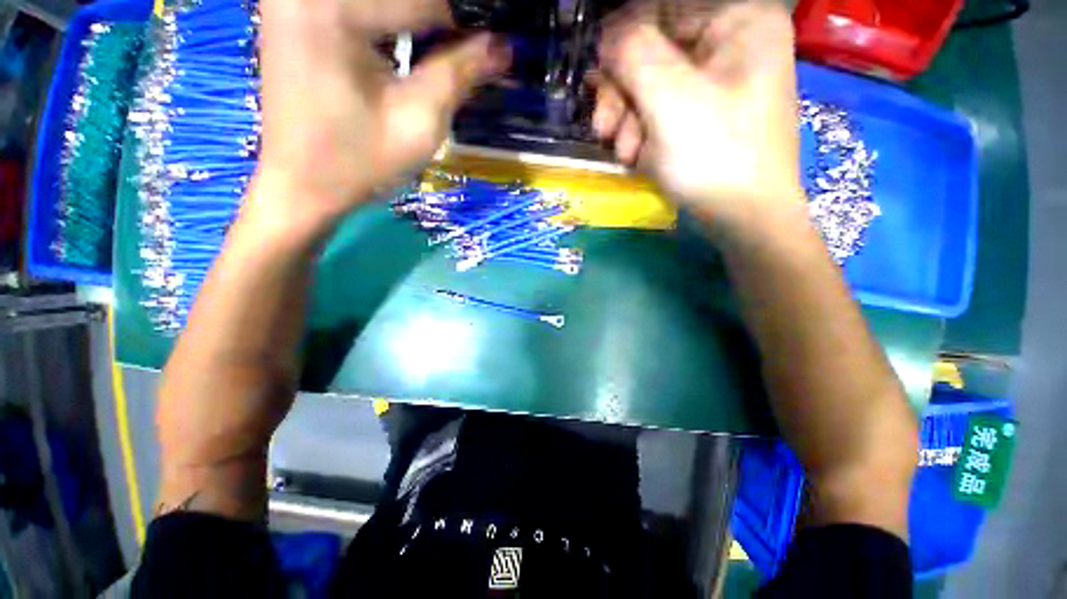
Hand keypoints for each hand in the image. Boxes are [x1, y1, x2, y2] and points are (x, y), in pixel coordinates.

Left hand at [254, 0, 510, 226]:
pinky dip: (388, 22)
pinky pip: (358, 7)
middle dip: (439, 21)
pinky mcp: (292, 9)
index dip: (466, 29)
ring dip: (416, 20)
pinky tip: (402, 47)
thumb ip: (459, 74)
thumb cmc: (360, 163)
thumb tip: (503, 45)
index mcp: (332, 9)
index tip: (489, 54)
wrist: (302, 186)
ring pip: (382, 1)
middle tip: (463, 54)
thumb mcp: (418, 123)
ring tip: (439, 52)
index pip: (424, 1)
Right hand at [593, 2, 801, 233]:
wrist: (742, 218)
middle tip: (604, 128)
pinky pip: (661, 110)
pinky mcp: (702, 115)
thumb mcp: (670, 100)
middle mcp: (729, 43)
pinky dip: (643, 133)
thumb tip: (608, 35)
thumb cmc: (715, 157)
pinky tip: (638, 158)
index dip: (624, 37)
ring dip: (628, 119)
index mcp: (738, 21)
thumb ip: (634, 55)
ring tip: (625, 153)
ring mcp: (716, 82)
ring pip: (652, 85)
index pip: (663, 7)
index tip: (599, 74)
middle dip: (622, 92)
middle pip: (655, 49)